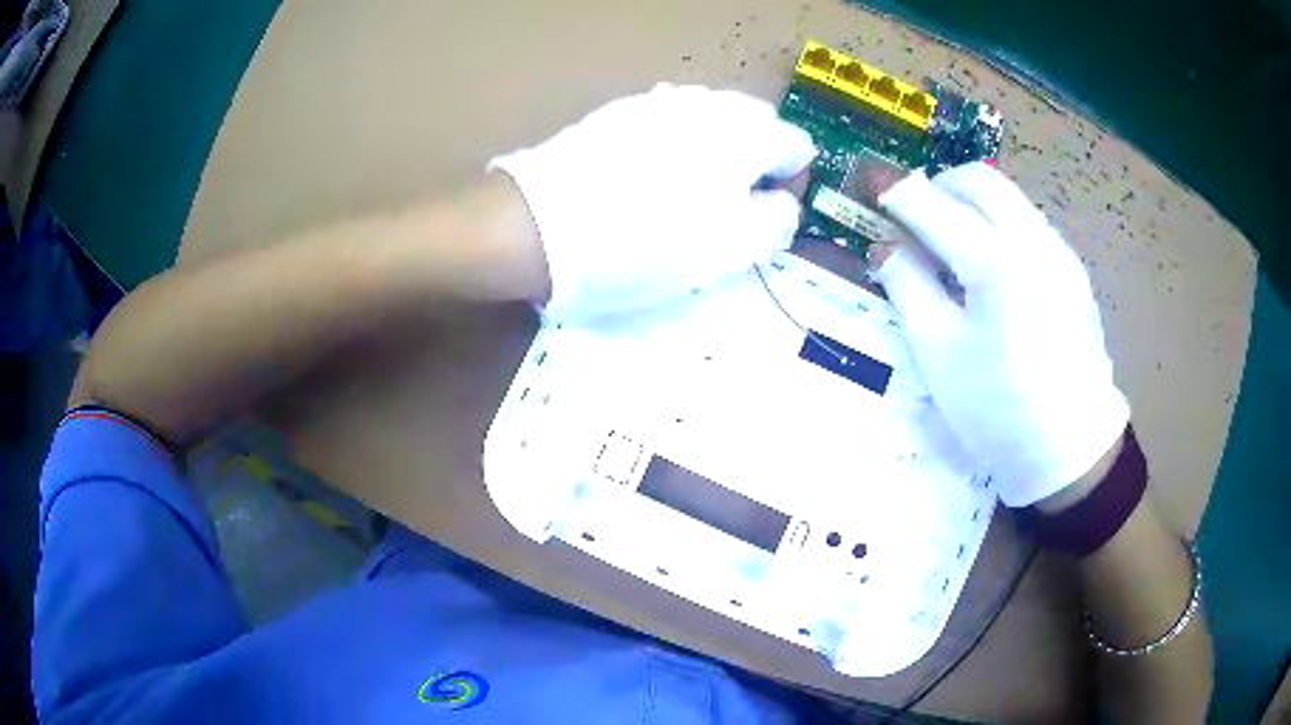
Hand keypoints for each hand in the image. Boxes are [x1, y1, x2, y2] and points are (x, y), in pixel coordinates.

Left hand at [491, 83, 815, 321]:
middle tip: (727, 210)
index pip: (797, 146)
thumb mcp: (730, 249)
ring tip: (685, 196)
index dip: (790, 184)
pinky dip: (674, 146)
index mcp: (746, 133)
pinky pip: (668, 123)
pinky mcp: (619, 112)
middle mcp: (708, 103)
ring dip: (714, 153)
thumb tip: (783, 203)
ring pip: (711, 122)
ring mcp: (659, 101)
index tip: (765, 218)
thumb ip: (776, 221)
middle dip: (754, 164)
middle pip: (756, 127)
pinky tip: (647, 179)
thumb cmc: (646, 242)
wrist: (541, 225)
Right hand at [869, 163, 1128, 506]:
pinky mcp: (1073, 271)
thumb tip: (885, 247)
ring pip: (1009, 198)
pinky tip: (989, 265)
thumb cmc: (998, 409)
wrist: (1071, 448)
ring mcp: (1059, 252)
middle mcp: (1034, 240)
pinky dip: (998, 223)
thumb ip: (908, 287)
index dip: (898, 192)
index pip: (936, 207)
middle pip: (981, 180)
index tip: (871, 183)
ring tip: (949, 239)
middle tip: (913, 212)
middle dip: (940, 184)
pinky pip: (1029, 223)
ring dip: (971, 201)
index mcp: (996, 261)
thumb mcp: (939, 354)